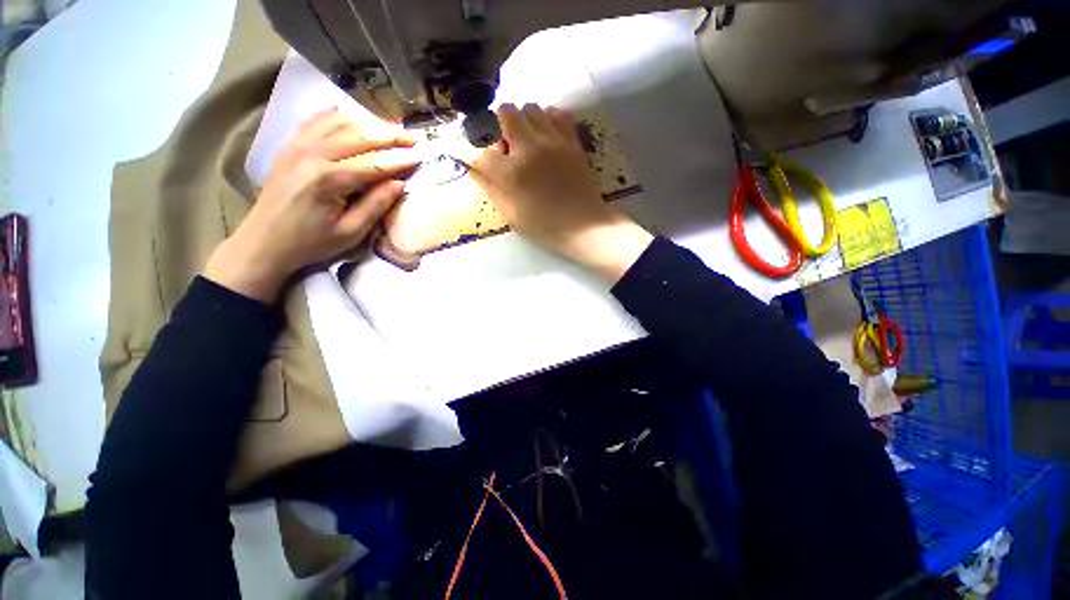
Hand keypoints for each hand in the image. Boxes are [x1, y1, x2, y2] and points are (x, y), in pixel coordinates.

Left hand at [204, 108, 420, 301]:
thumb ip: (376, 206)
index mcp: (328, 180)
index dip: (399, 161)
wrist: (264, 241)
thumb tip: (399, 184)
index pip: (374, 165)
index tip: (420, 157)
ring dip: (367, 124)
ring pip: (338, 123)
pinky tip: (351, 117)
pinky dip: (336, 117)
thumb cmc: (311, 242)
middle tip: (412, 137)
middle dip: (389, 136)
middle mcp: (312, 155)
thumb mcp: (350, 232)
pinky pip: (315, 121)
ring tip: (389, 129)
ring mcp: (297, 146)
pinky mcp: (289, 146)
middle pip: (358, 137)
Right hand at [471, 103, 652, 281]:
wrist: (584, 227)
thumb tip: (475, 169)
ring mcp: (553, 141)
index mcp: (511, 173)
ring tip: (528, 141)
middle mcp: (529, 148)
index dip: (481, 158)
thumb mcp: (512, 215)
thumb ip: (491, 189)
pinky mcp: (572, 141)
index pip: (483, 151)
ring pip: (531, 107)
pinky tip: (547, 136)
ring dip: (524, 120)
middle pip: (506, 112)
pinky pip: (557, 113)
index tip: (487, 166)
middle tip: (508, 148)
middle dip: (500, 127)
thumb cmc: (545, 227)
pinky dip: (548, 119)